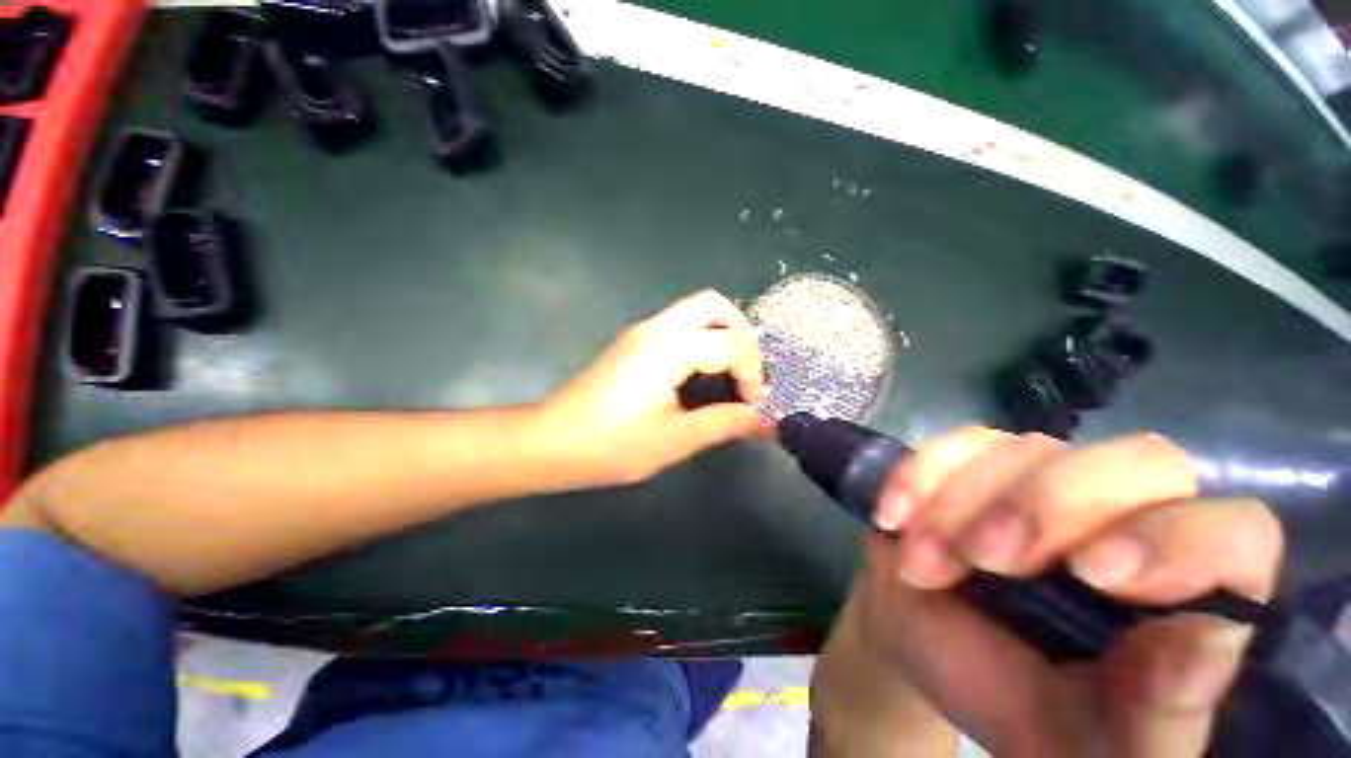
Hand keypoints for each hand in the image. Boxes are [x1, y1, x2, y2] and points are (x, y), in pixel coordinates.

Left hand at [538, 290, 769, 487]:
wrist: (551, 443)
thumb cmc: (611, 445)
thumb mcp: (675, 439)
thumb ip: (725, 424)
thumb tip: (767, 421)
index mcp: (668, 349)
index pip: (731, 343)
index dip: (752, 374)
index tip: (752, 406)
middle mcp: (656, 328)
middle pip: (714, 305)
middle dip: (742, 335)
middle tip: (746, 374)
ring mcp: (642, 332)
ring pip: (696, 310)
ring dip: (722, 335)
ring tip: (730, 375)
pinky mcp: (634, 342)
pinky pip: (680, 325)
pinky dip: (703, 340)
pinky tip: (701, 374)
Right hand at [847, 428, 1282, 755]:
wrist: (935, 653)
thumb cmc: (1022, 707)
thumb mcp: (1092, 741)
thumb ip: (1159, 713)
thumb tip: (1206, 641)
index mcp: (1185, 591)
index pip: (1237, 534)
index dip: (1181, 541)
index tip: (1094, 574)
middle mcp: (1129, 516)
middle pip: (1140, 462)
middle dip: (1051, 506)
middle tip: (987, 558)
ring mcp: (1045, 478)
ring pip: (1025, 450)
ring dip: (960, 506)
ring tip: (920, 566)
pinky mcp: (974, 464)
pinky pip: (952, 444)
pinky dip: (918, 476)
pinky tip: (893, 517)